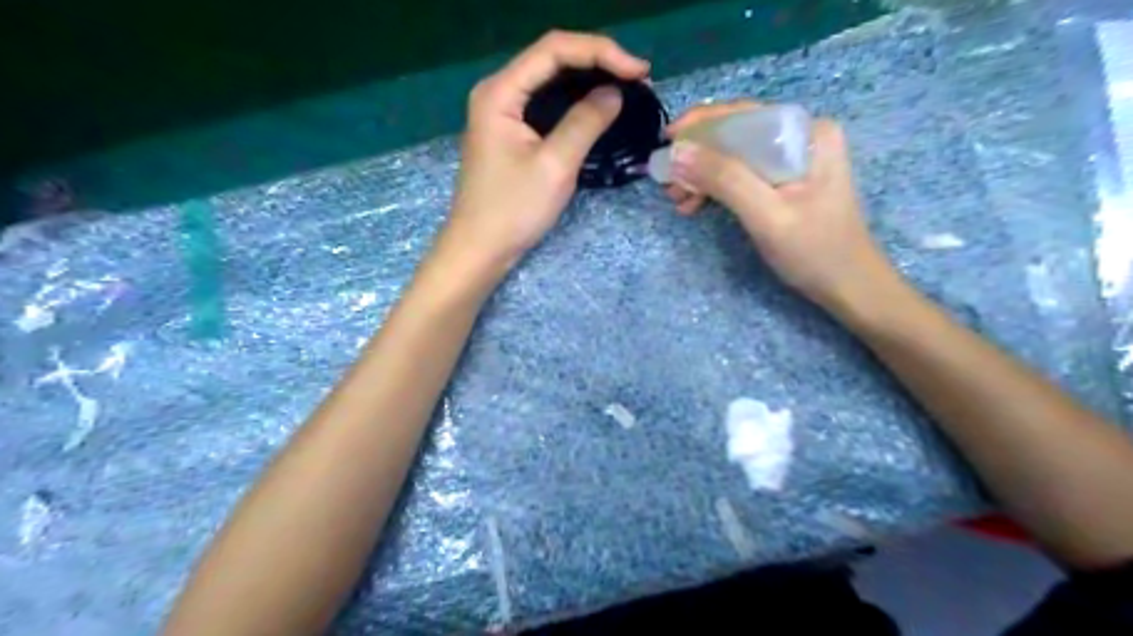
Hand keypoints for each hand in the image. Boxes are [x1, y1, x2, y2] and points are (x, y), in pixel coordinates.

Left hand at [438, 33, 650, 269]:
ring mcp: (503, 112)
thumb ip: (585, 123)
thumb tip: (615, 93)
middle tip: (638, 79)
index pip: (554, 50)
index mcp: (500, 92)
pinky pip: (546, 103)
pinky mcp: (511, 131)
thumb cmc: (513, 210)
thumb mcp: (555, 166)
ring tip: (627, 89)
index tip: (639, 72)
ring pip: (550, 80)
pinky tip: (598, 107)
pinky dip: (575, 102)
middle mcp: (498, 92)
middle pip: (552, 58)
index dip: (601, 52)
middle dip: (598, 62)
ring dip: (589, 80)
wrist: (480, 248)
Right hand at [666, 99, 903, 314]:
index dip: (700, 125)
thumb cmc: (815, 252)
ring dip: (702, 175)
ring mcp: (793, 160)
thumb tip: (676, 153)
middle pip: (736, 134)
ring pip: (734, 156)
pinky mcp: (785, 182)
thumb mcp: (766, 215)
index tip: (665, 143)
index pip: (744, 114)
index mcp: (807, 133)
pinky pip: (741, 175)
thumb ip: (723, 179)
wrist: (848, 288)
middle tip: (667, 183)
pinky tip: (695, 205)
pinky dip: (716, 188)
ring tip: (676, 200)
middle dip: (698, 156)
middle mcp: (801, 137)